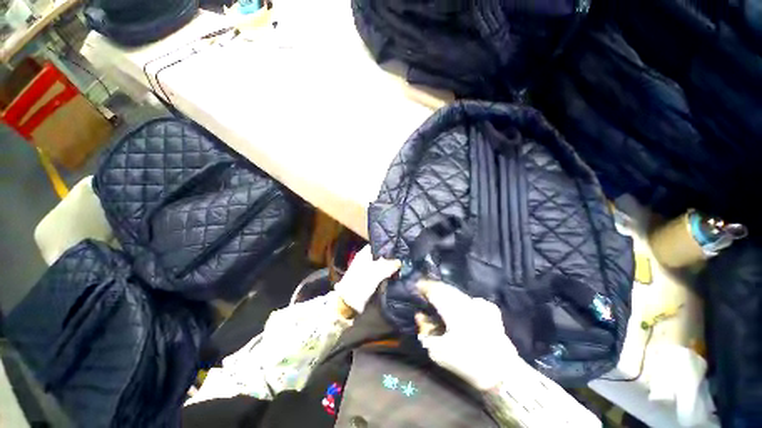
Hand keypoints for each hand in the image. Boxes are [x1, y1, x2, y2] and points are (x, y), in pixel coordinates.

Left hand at [334, 245, 400, 313]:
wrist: (349, 302)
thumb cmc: (360, 283)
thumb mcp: (375, 273)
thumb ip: (388, 266)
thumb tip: (399, 262)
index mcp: (363, 255)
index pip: (377, 245)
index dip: (386, 246)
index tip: (397, 247)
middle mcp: (365, 260)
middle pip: (380, 256)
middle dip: (390, 257)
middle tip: (402, 257)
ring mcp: (367, 270)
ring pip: (381, 265)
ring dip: (389, 266)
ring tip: (401, 266)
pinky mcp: (369, 280)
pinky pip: (380, 274)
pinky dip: (387, 274)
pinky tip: (395, 275)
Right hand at [415, 280, 520, 390]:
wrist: (502, 373)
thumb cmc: (467, 361)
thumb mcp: (438, 351)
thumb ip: (425, 330)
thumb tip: (420, 316)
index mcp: (453, 308)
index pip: (434, 290)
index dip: (424, 286)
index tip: (416, 286)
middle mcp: (466, 300)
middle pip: (445, 288)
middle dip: (434, 288)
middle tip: (425, 291)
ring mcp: (479, 303)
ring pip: (457, 292)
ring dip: (446, 293)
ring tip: (438, 296)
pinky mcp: (490, 309)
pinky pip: (470, 299)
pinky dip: (460, 300)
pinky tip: (458, 305)